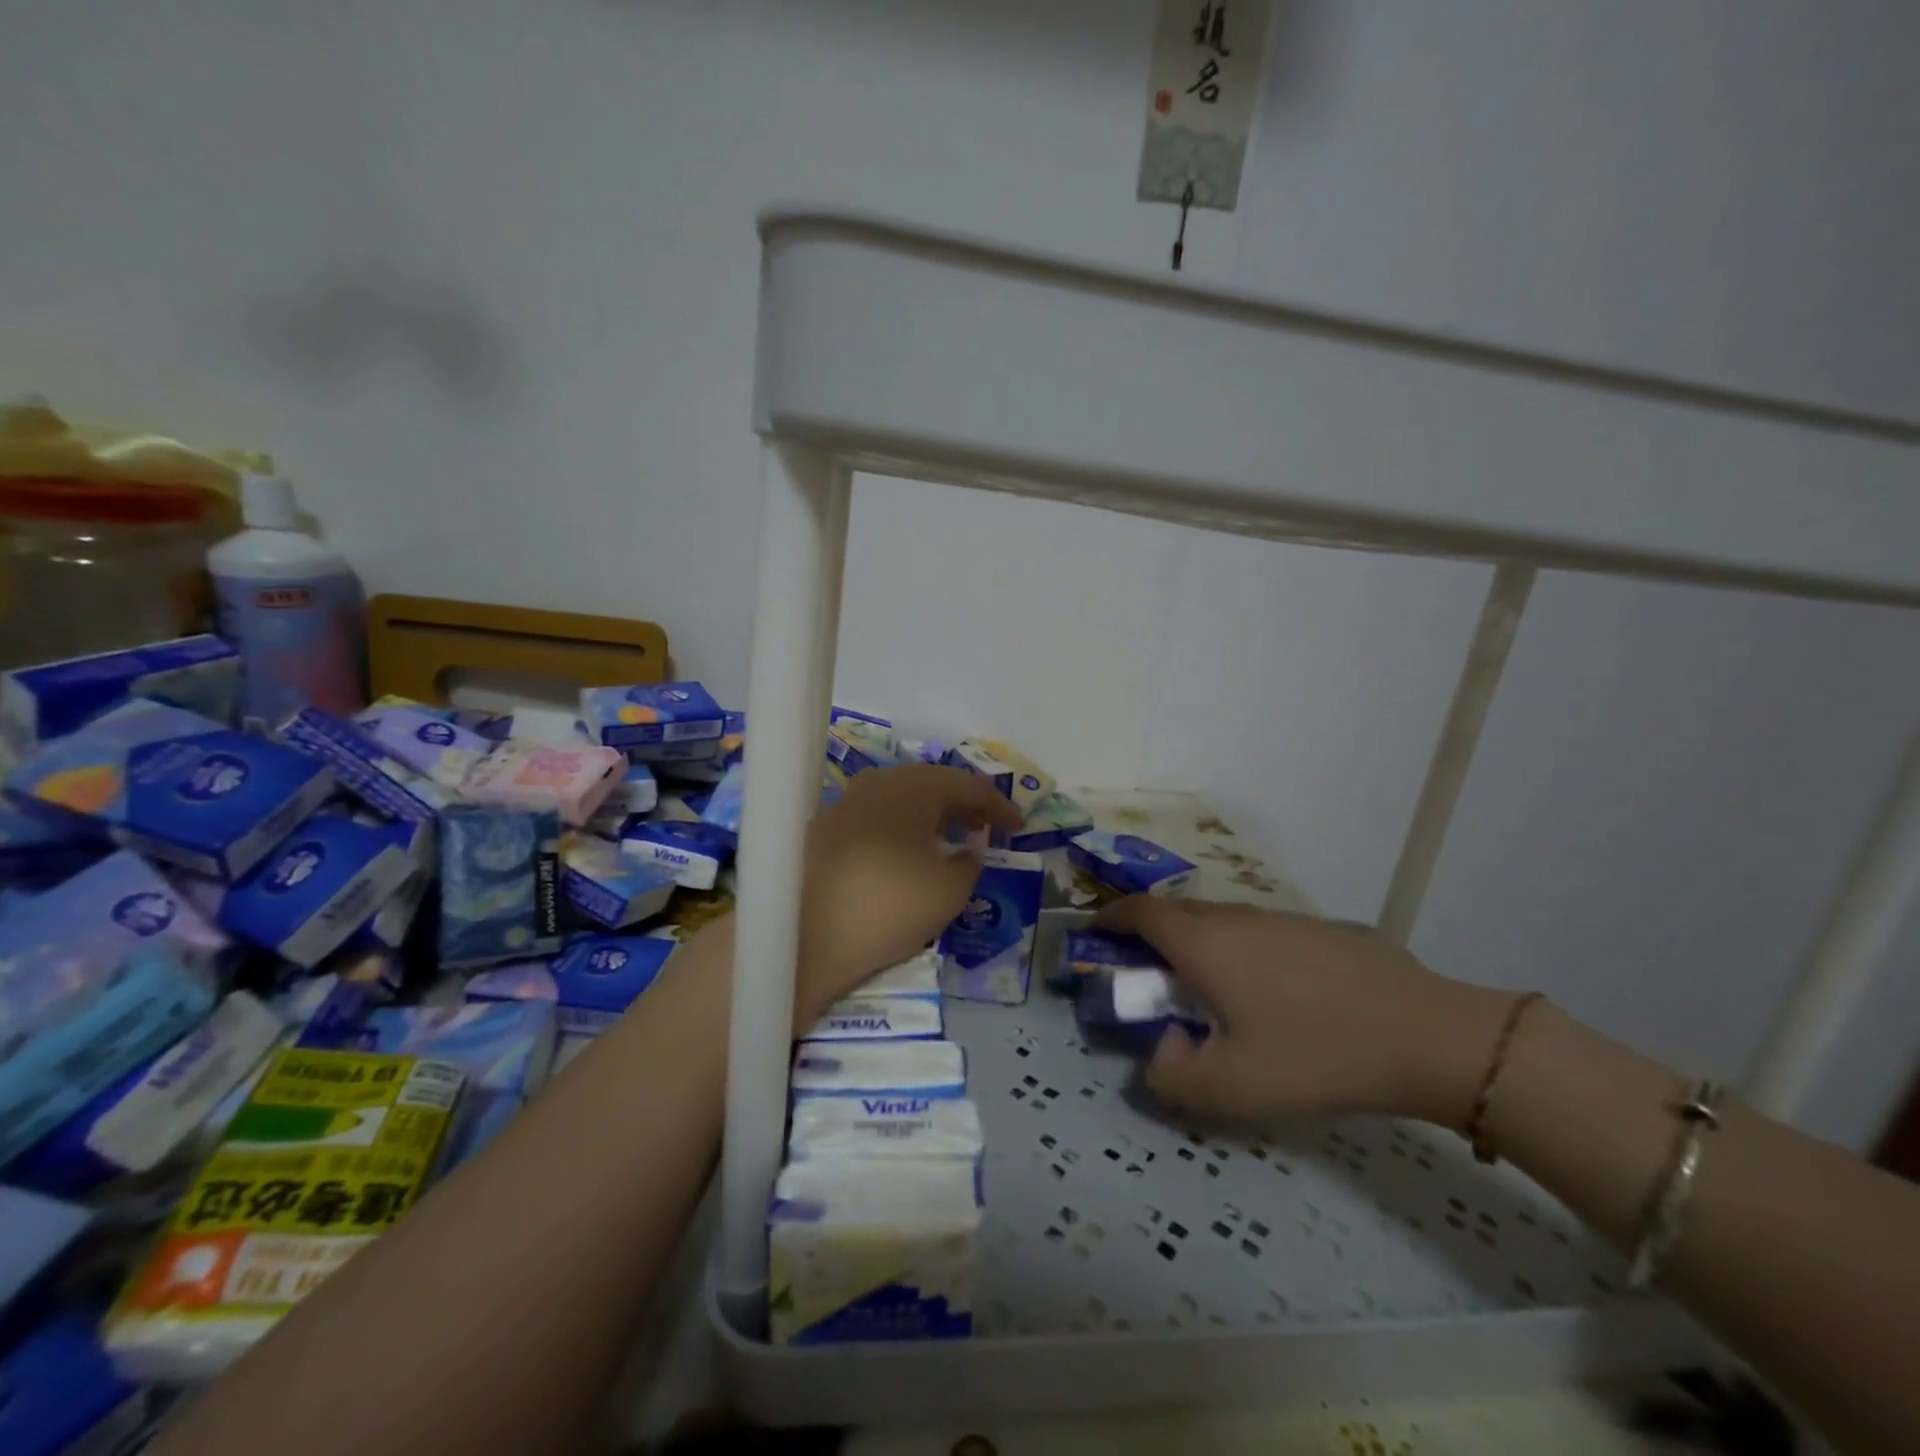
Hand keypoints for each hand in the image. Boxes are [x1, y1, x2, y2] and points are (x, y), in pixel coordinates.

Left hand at [796, 764, 1021, 1023]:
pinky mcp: (823, 832)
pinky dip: (900, 833)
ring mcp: (844, 805)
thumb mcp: (950, 889)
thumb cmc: (889, 904)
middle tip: (985, 831)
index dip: (998, 806)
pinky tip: (905, 859)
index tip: (1018, 828)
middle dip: (962, 807)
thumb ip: (970, 862)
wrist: (802, 936)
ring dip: (930, 819)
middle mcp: (876, 783)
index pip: (967, 785)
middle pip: (930, 786)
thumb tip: (965, 851)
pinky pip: (876, 821)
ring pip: (900, 802)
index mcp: (912, 786)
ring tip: (949, 845)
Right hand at [1097, 897, 1517, 1130]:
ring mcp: (1281, 918)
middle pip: (1178, 912)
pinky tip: (1272, 992)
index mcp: (1204, 944)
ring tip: (1210, 987)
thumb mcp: (1231, 1088)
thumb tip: (1159, 1053)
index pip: (1140, 911)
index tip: (1097, 933)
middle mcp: (1235, 918)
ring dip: (1199, 942)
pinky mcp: (1319, 929)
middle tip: (1151, 973)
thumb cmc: (1315, 1055)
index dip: (1111, 917)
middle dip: (1152, 933)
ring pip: (1222, 920)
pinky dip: (1241, 948)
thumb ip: (1172, 1079)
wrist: (1425, 1034)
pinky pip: (1260, 930)